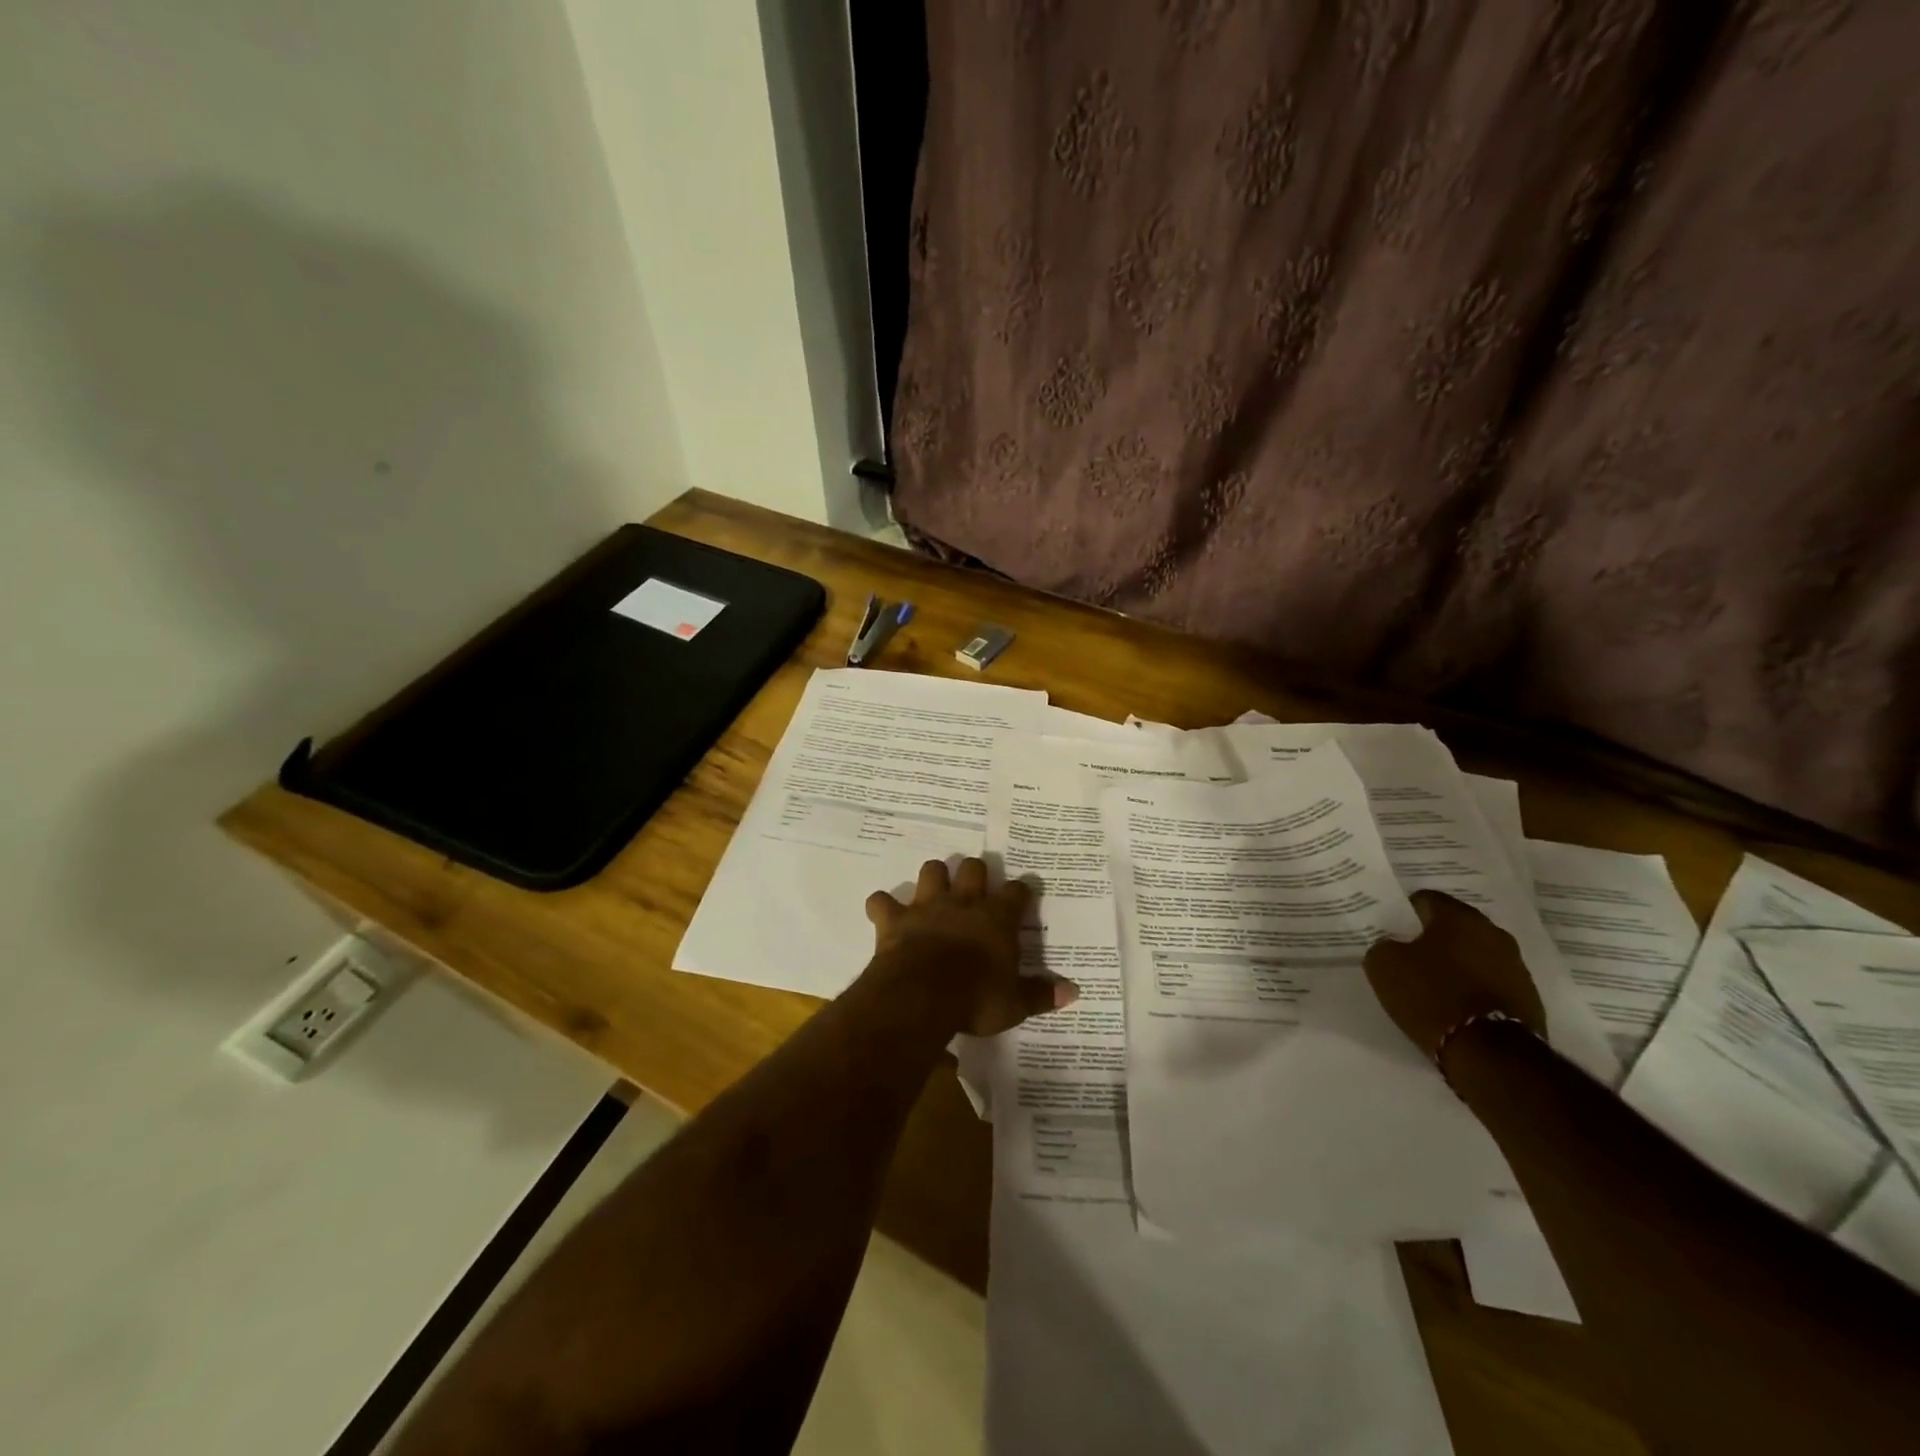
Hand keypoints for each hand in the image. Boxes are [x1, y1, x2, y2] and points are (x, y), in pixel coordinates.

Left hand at [864, 858, 1077, 1036]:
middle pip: (973, 868)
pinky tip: (883, 912)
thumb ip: (1042, 994)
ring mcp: (927, 906)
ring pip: (932, 871)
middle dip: (974, 873)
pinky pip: (882, 901)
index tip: (1021, 895)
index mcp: (997, 919)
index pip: (1017, 892)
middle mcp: (964, 903)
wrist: (923, 995)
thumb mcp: (1015, 1003)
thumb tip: (1074, 992)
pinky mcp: (896, 919)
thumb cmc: (976, 999)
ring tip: (934, 891)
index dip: (1020, 891)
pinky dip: (882, 905)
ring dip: (933, 878)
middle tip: (974, 886)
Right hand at [1363, 890, 1545, 1062]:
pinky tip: (1457, 1005)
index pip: (1426, 899)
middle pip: (1456, 927)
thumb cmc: (1431, 995)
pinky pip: (1492, 982)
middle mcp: (1493, 932)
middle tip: (1411, 955)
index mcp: (1458, 916)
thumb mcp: (1384, 965)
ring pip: (1477, 954)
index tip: (1393, 930)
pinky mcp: (1529, 998)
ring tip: (1435, 984)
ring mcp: (1516, 966)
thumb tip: (1393, 946)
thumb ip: (1385, 946)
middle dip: (1435, 938)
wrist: (1490, 1053)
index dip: (1406, 913)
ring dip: (1459, 963)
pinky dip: (1475, 988)